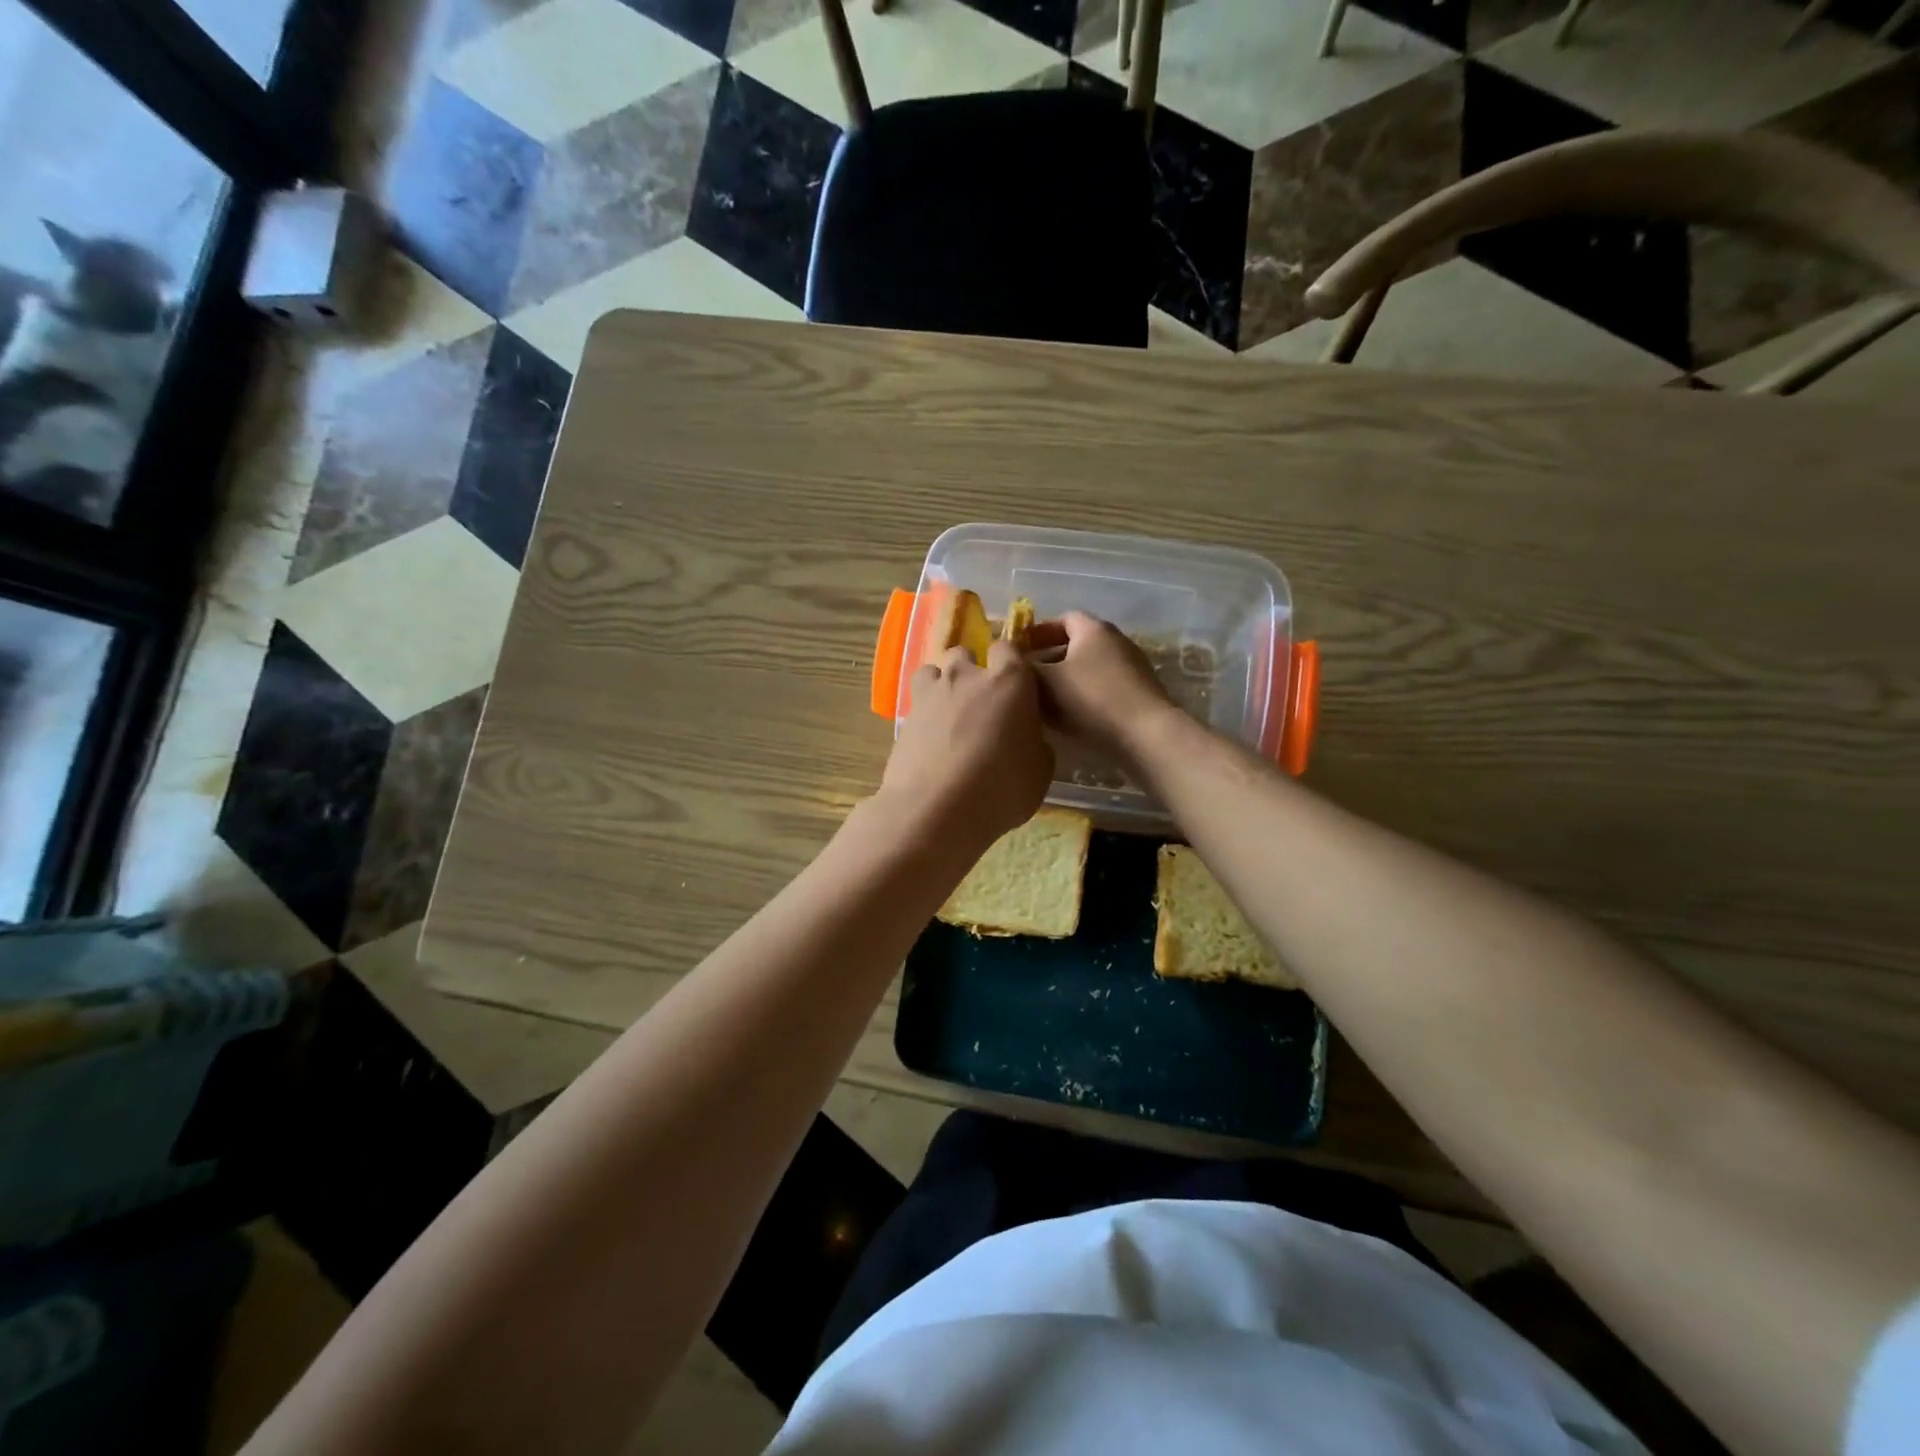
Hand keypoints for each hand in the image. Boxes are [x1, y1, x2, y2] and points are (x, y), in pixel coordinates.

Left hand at [879, 642, 1053, 850]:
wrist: (936, 809)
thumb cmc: (1001, 788)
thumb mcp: (1040, 771)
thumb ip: (1035, 743)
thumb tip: (1027, 739)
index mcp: (1009, 680)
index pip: (1009, 649)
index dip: (1011, 663)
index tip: (1015, 685)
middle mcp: (967, 676)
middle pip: (966, 654)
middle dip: (972, 670)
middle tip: (981, 702)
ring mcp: (932, 693)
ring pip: (934, 671)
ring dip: (943, 684)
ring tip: (950, 714)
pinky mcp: (905, 716)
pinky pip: (917, 701)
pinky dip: (925, 712)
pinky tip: (931, 738)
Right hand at [1029, 612, 1176, 776]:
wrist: (1146, 735)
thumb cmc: (1091, 699)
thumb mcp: (1045, 683)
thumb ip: (1022, 668)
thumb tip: (1008, 660)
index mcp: (1093, 629)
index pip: (1063, 618)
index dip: (1038, 632)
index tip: (1020, 650)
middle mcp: (1116, 640)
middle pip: (1077, 643)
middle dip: (1050, 658)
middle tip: (1028, 678)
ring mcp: (1132, 667)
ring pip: (1089, 668)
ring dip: (1067, 680)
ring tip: (1045, 702)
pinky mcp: (1140, 693)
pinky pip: (1104, 687)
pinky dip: (1084, 696)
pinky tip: (1071, 718)